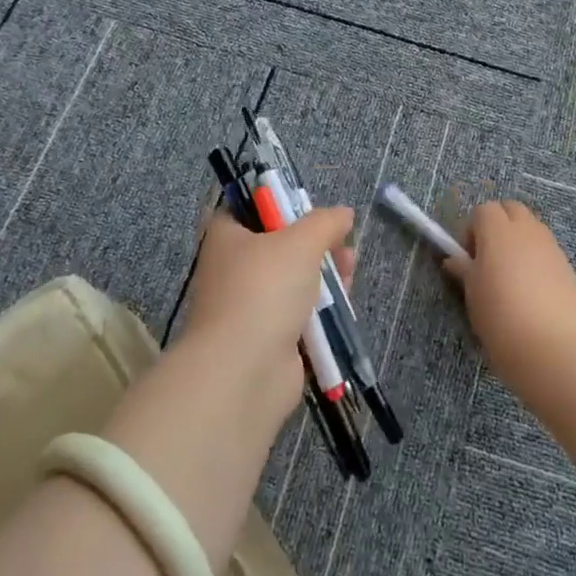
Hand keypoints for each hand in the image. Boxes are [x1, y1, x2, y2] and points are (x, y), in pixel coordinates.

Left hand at [179, 206, 355, 429]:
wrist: (243, 372)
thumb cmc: (264, 290)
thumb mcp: (301, 242)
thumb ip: (325, 222)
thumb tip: (344, 213)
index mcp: (225, 237)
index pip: (247, 209)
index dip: (278, 203)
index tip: (308, 207)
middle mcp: (231, 270)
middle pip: (278, 246)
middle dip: (314, 242)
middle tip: (341, 240)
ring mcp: (248, 308)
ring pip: (293, 281)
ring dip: (323, 274)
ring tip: (349, 267)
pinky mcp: (268, 340)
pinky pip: (299, 315)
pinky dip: (321, 309)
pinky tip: (343, 301)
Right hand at [446, 201, 575, 400]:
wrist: (554, 351)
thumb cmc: (502, 320)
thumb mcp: (474, 296)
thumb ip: (465, 271)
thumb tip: (455, 260)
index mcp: (499, 231)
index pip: (483, 210)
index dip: (472, 230)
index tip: (468, 259)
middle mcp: (528, 230)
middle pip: (511, 209)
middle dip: (498, 225)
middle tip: (488, 261)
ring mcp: (552, 247)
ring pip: (531, 228)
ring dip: (518, 242)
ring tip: (511, 279)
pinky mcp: (569, 267)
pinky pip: (547, 250)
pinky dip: (536, 260)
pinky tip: (532, 293)